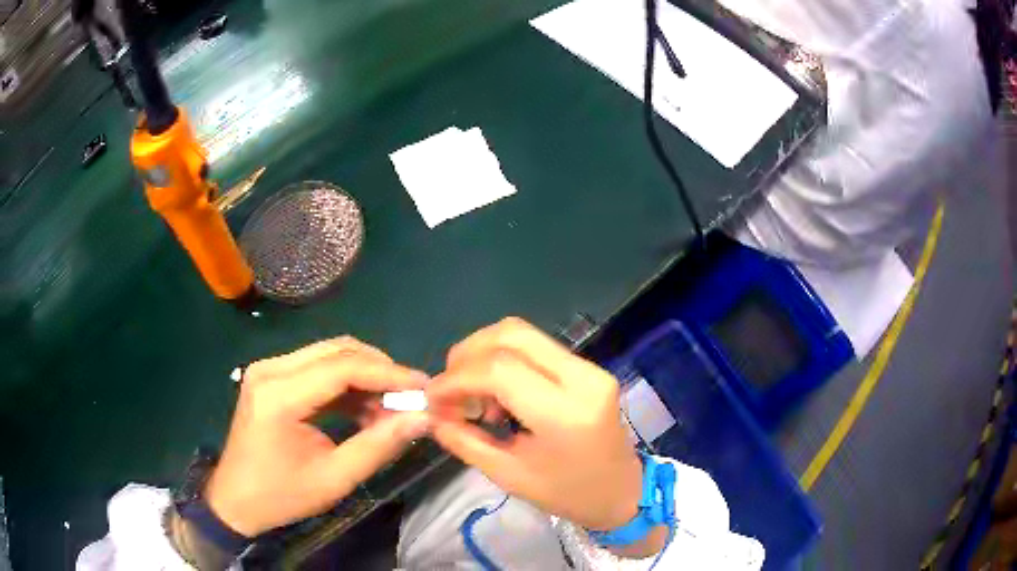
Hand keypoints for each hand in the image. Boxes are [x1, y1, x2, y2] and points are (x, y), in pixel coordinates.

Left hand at [205, 337, 429, 536]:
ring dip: (365, 375)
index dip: (389, 374)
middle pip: (338, 350)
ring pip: (329, 354)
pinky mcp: (271, 376)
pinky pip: (317, 367)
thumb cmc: (281, 496)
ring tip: (390, 408)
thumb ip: (378, 446)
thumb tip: (422, 418)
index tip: (424, 387)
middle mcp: (271, 369)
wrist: (235, 500)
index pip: (343, 367)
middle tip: (410, 398)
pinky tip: (364, 408)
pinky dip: (346, 383)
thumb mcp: (333, 479)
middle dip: (380, 370)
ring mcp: (268, 369)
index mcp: (279, 395)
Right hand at [426, 318, 643, 532]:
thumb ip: (465, 440)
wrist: (623, 492)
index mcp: (565, 414)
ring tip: (473, 394)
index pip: (500, 370)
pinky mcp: (588, 367)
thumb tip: (432, 413)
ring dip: (485, 354)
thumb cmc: (568, 494)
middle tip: (449, 387)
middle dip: (468, 353)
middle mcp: (582, 378)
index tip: (432, 398)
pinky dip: (505, 360)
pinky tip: (498, 392)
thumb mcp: (509, 475)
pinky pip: (537, 347)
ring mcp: (590, 367)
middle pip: (512, 334)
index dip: (456, 378)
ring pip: (523, 334)